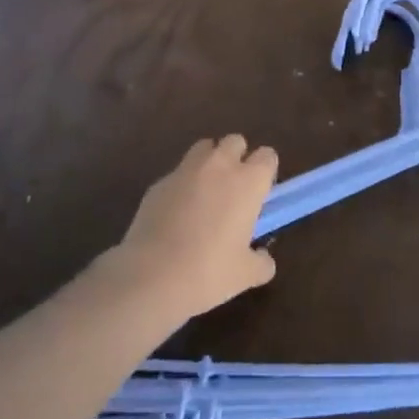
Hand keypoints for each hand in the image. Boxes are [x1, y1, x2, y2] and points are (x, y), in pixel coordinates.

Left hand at [109, 135, 278, 320]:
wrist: (151, 277)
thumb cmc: (209, 273)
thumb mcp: (246, 275)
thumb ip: (261, 262)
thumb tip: (263, 259)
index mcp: (248, 182)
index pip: (267, 156)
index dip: (265, 172)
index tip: (261, 194)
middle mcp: (219, 166)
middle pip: (234, 141)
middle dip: (237, 158)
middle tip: (234, 190)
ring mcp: (185, 171)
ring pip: (203, 148)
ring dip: (209, 163)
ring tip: (205, 195)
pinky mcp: (158, 183)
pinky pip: (177, 174)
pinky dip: (182, 186)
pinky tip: (176, 215)